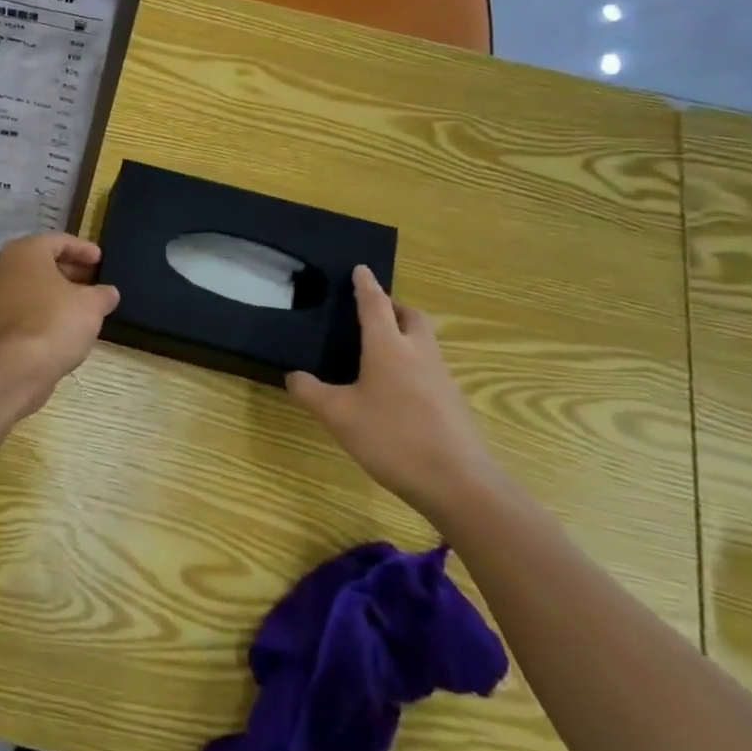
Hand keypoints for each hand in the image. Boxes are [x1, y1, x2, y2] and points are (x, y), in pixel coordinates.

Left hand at [0, 233, 119, 399]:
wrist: (18, 367)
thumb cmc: (56, 322)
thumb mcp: (92, 304)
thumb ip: (103, 294)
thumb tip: (109, 293)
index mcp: (26, 251)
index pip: (59, 241)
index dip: (83, 249)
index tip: (101, 260)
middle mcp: (5, 267)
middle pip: (43, 262)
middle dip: (70, 269)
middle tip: (94, 279)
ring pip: (33, 285)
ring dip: (58, 291)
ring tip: (84, 303)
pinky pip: (26, 306)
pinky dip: (45, 309)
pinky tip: (66, 323)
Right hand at [287, 266, 499, 522]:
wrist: (458, 482)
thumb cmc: (392, 439)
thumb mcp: (338, 416)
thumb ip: (311, 393)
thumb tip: (293, 376)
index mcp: (389, 347)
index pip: (375, 305)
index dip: (366, 285)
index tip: (361, 268)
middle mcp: (419, 353)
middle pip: (411, 316)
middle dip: (393, 306)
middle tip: (373, 310)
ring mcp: (441, 377)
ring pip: (424, 341)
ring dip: (405, 333)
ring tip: (380, 348)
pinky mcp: (452, 401)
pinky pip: (430, 366)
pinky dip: (413, 361)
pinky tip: (396, 388)